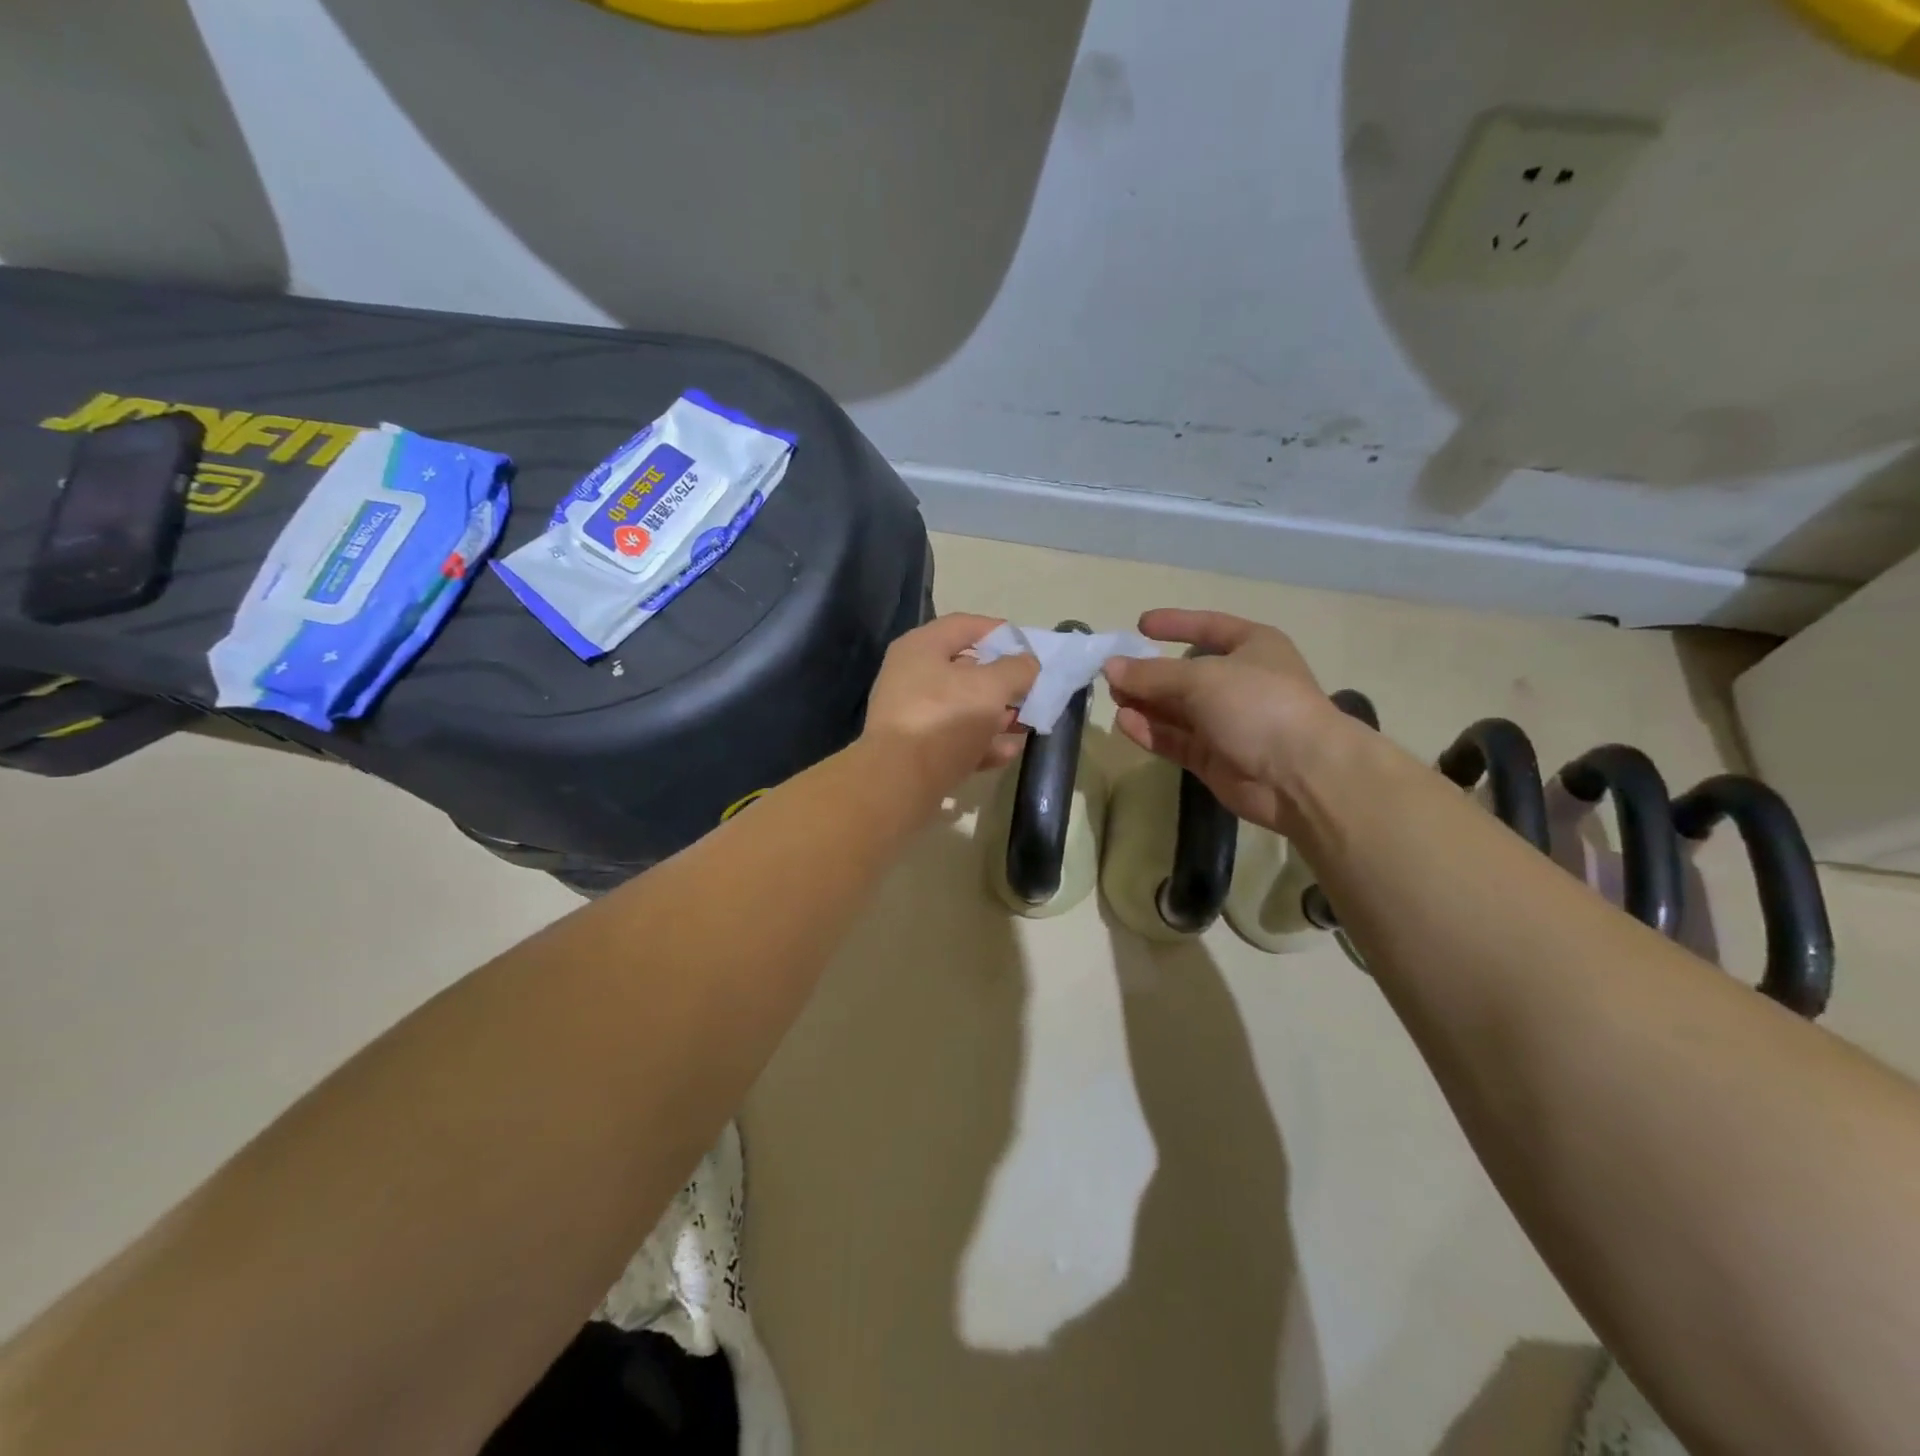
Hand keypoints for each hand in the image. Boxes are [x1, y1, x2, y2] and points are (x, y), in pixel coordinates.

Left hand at [862, 614, 1039, 807]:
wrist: (900, 781)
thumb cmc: (945, 719)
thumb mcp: (990, 687)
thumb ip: (1015, 669)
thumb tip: (1027, 663)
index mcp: (921, 647)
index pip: (965, 625)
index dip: (999, 632)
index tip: (1029, 648)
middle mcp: (911, 675)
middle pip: (965, 669)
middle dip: (1002, 681)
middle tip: (1031, 691)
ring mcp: (912, 714)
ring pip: (962, 707)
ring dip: (996, 716)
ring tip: (1026, 725)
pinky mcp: (916, 750)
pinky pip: (955, 739)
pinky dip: (981, 743)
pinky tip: (1008, 752)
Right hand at [1104, 609, 1346, 834]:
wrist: (1299, 774)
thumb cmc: (1258, 704)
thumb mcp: (1201, 677)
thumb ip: (1151, 673)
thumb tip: (1110, 667)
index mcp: (1252, 647)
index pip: (1209, 627)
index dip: (1176, 624)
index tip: (1140, 625)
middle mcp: (1240, 682)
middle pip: (1185, 672)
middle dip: (1150, 672)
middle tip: (1113, 673)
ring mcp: (1226, 723)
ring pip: (1176, 708)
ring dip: (1145, 702)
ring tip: (1114, 697)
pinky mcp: (1213, 757)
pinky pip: (1175, 738)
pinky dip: (1150, 730)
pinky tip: (1124, 722)